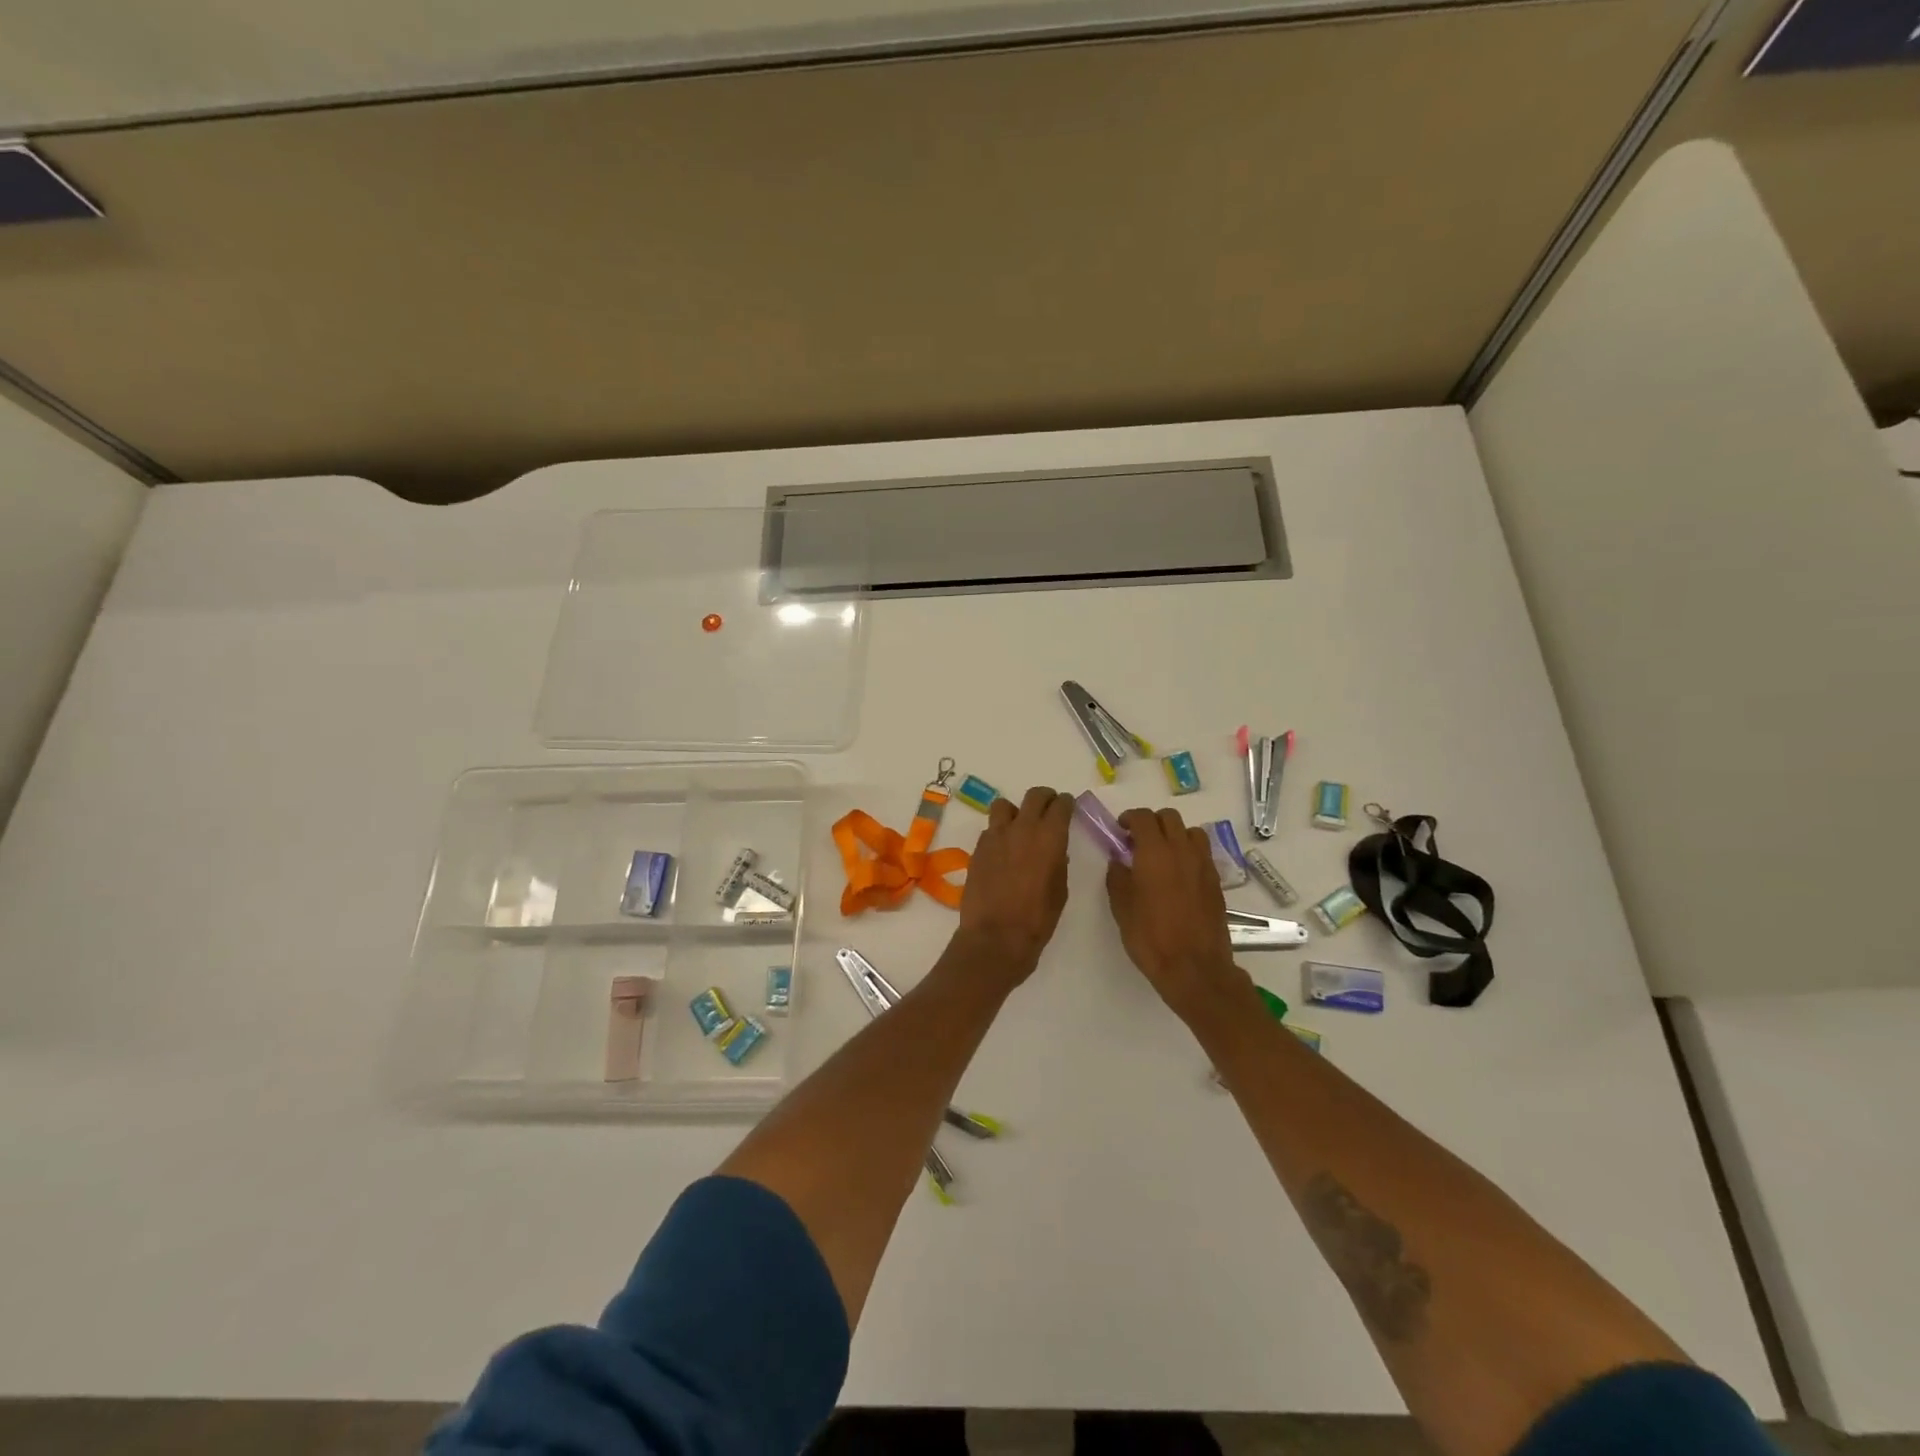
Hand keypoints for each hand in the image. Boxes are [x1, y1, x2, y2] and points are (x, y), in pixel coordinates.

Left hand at [952, 786, 1073, 983]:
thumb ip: (1058, 862)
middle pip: (1034, 795)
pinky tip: (1002, 852)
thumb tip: (1054, 851)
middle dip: (1045, 798)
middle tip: (1049, 809)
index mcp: (1049, 837)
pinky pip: (990, 830)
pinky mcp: (977, 849)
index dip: (1066, 803)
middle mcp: (1022, 828)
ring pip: (1004, 806)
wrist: (996, 937)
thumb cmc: (1037, 919)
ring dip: (1015, 812)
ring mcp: (995, 836)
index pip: (1060, 805)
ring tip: (1019, 828)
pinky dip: (999, 833)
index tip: (1068, 807)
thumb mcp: (1060, 890)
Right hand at [1106, 808, 1246, 1020]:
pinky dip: (1189, 852)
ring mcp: (1203, 865)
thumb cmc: (1151, 938)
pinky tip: (1179, 874)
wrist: (1194, 968)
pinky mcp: (1216, 881)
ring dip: (1174, 834)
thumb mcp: (1122, 909)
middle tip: (1138, 841)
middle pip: (1169, 817)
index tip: (1121, 830)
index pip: (1143, 818)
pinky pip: (1202, 853)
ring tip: (1163, 854)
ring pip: (1190, 831)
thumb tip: (1119, 861)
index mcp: (1155, 853)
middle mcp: (1182, 851)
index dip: (1130, 818)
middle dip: (1152, 822)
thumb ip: (1118, 878)